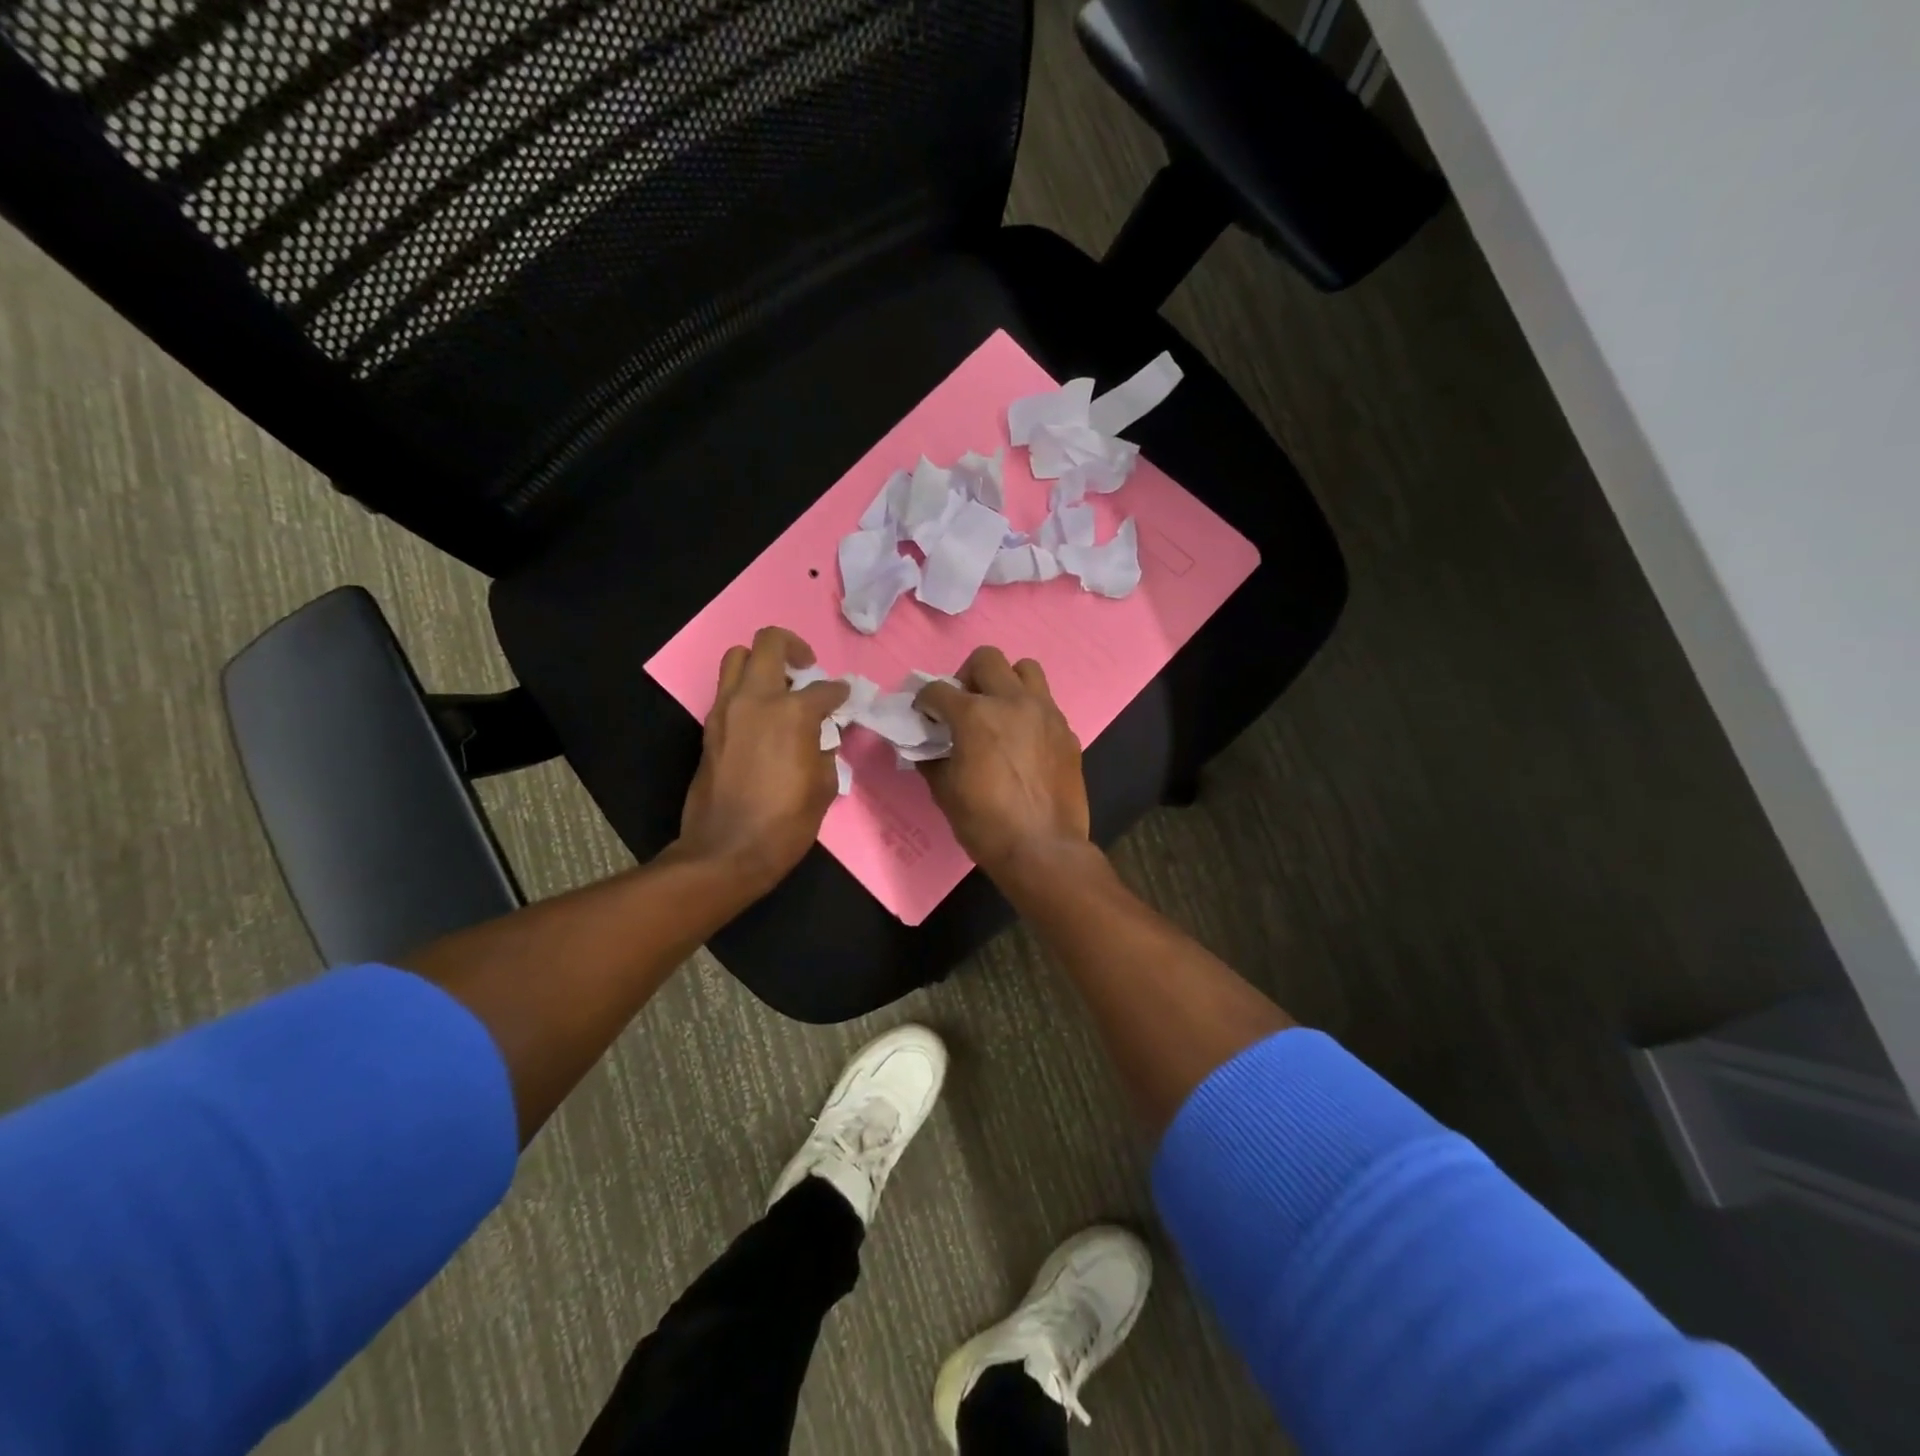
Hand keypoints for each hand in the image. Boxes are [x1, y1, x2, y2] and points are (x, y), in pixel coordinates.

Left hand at [678, 627, 848, 897]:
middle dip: (793, 647)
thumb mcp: (823, 787)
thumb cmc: (785, 824)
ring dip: (760, 663)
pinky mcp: (708, 727)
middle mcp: (756, 699)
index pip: (824, 689)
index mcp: (792, 713)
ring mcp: (726, 710)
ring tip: (778, 687)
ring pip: (736, 658)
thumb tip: (822, 735)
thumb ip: (826, 749)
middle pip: (769, 643)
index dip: (839, 693)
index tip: (844, 699)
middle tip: (807, 669)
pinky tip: (761, 718)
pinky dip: (745, 691)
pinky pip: (726, 690)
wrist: (726, 851)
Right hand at [915, 647, 1089, 876]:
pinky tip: (1023, 741)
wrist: (1043, 849)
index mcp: (975, 714)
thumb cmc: (986, 823)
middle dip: (967, 677)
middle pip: (986, 659)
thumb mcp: (945, 792)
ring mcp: (1045, 712)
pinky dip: (1029, 711)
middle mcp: (1012, 701)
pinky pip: (1045, 704)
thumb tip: (927, 748)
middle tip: (964, 705)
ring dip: (1006, 682)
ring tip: (999, 710)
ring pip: (1025, 669)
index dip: (924, 701)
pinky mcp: (1067, 731)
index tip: (924, 715)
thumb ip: (932, 759)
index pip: (938, 690)